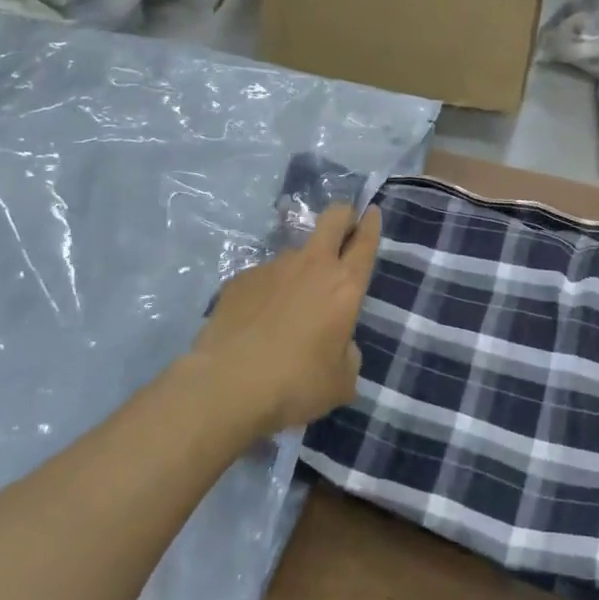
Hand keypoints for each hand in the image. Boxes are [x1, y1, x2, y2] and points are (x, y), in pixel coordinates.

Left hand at [193, 205, 380, 434]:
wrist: (226, 387)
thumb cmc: (296, 385)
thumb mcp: (340, 382)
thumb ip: (347, 354)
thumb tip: (338, 343)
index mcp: (344, 286)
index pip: (364, 242)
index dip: (371, 224)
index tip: (372, 212)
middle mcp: (311, 266)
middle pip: (333, 219)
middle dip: (343, 216)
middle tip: (344, 229)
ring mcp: (272, 268)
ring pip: (295, 255)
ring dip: (300, 271)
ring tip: (286, 312)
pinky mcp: (239, 280)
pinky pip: (263, 279)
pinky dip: (267, 294)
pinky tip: (255, 326)